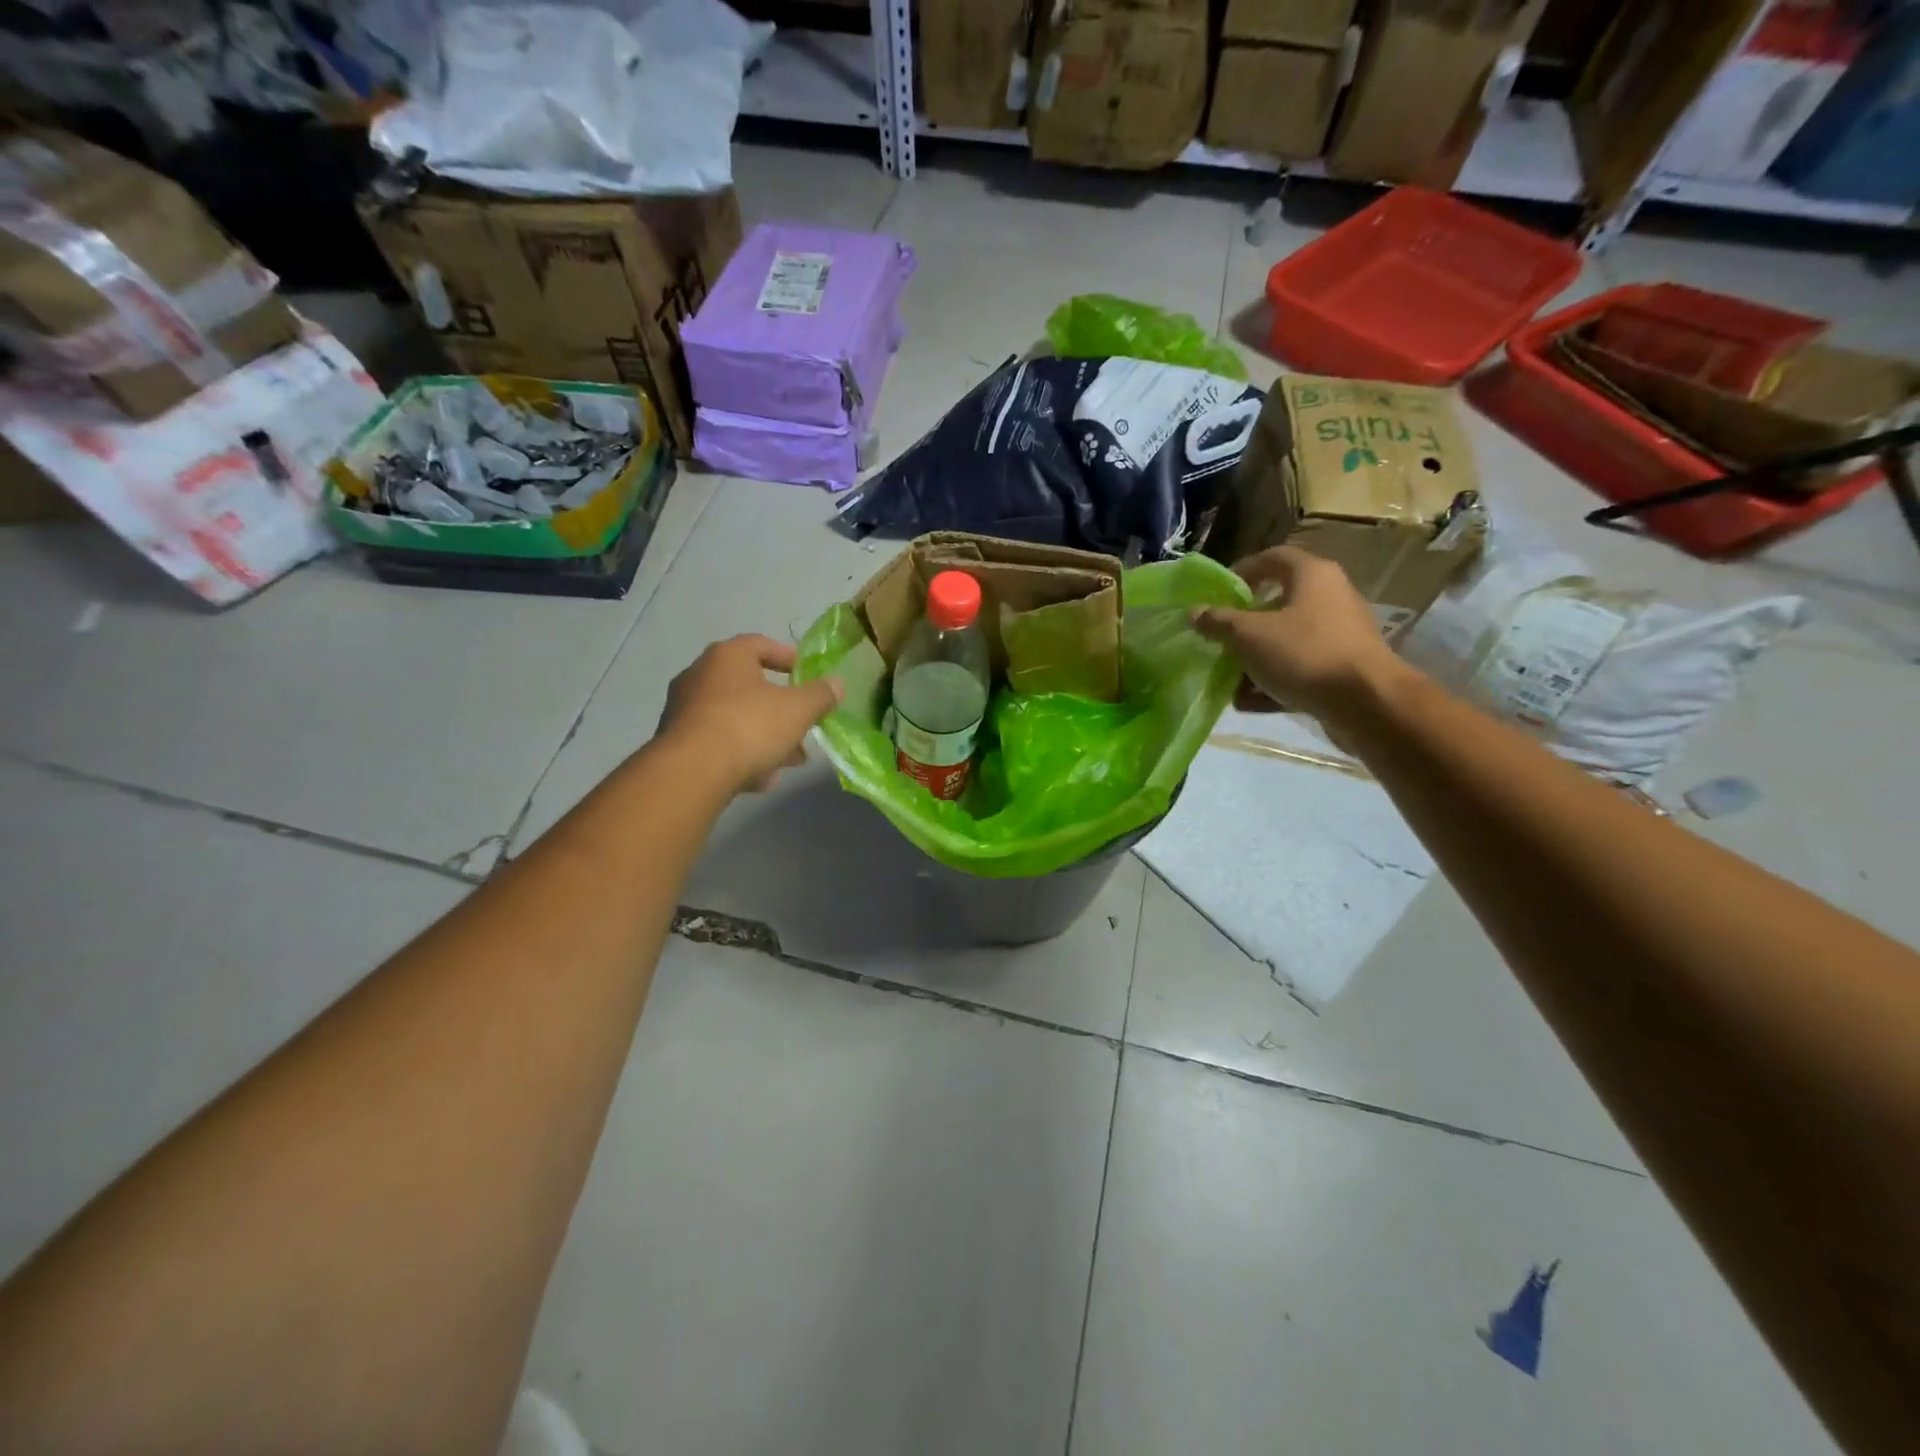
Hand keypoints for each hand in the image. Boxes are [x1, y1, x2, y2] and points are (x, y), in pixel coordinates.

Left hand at [656, 635, 843, 793]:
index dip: (786, 656)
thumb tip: (836, 684)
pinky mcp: (676, 744)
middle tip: (803, 724)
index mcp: (727, 657)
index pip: (759, 644)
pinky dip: (741, 754)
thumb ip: (820, 695)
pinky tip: (762, 778)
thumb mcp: (798, 710)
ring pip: (734, 718)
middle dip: (780, 707)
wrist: (692, 771)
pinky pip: (718, 743)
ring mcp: (684, 710)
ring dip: (764, 735)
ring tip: (789, 760)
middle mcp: (699, 676)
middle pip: (748, 686)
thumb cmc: (750, 726)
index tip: (805, 672)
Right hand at [1189, 545, 1411, 722]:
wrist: (1366, 702)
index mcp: (1311, 575)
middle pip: (1277, 602)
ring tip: (1229, 678)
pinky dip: (1274, 680)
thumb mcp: (1248, 636)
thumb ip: (1218, 622)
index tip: (1217, 592)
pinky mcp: (1343, 666)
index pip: (1273, 557)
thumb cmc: (1304, 653)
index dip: (1242, 570)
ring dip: (1255, 657)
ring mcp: (1339, 633)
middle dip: (1243, 624)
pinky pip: (1299, 666)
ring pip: (1286, 639)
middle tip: (1219, 639)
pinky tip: (1250, 703)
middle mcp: (1330, 596)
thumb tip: (1194, 611)